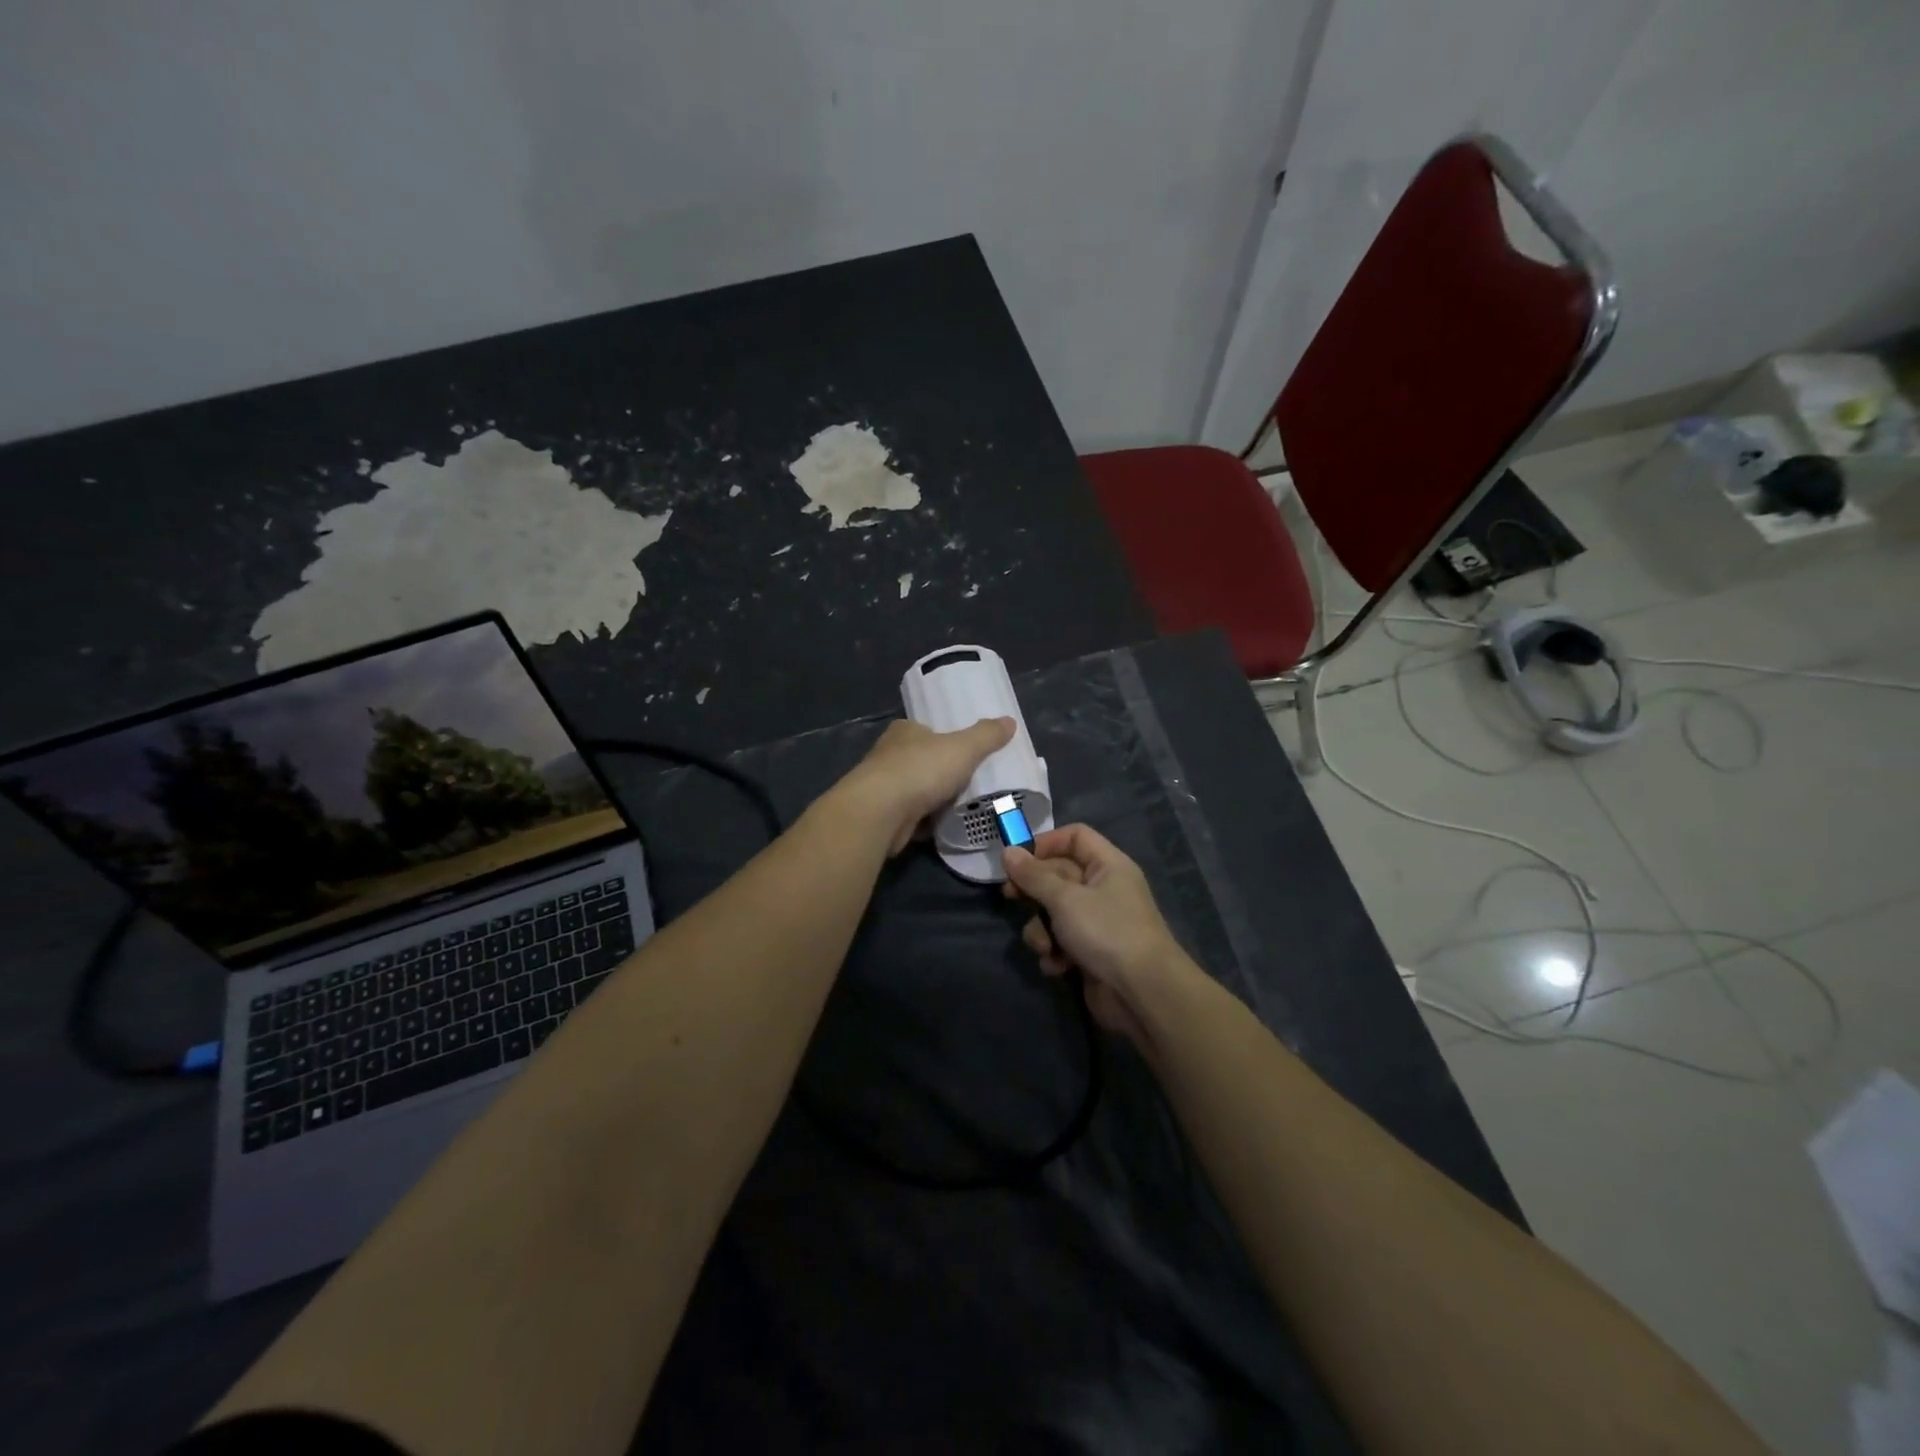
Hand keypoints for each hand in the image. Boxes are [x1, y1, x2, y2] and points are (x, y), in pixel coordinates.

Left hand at [836, 716, 1014, 853]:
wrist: (881, 812)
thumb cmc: (921, 769)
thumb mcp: (963, 748)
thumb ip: (986, 736)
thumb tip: (1010, 721)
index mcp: (904, 731)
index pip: (924, 730)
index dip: (942, 738)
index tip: (963, 751)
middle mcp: (889, 755)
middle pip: (920, 760)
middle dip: (940, 771)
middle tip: (969, 781)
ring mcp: (883, 788)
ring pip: (915, 790)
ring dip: (933, 799)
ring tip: (962, 806)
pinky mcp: (883, 816)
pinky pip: (911, 817)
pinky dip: (926, 822)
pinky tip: (944, 828)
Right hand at [1000, 824, 1192, 1043]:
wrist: (1142, 993)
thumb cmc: (1106, 932)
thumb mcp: (1065, 899)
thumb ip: (1033, 876)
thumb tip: (1008, 851)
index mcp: (1107, 865)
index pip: (1075, 837)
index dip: (1046, 843)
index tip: (1018, 859)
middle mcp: (1103, 889)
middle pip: (1058, 875)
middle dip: (1034, 890)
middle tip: (1010, 897)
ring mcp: (1097, 922)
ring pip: (1054, 912)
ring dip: (1042, 929)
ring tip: (1045, 946)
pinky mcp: (1089, 953)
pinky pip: (1061, 942)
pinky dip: (1054, 953)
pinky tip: (1057, 966)